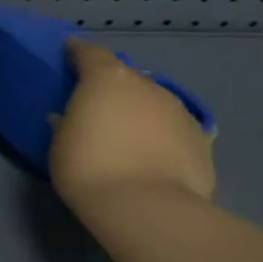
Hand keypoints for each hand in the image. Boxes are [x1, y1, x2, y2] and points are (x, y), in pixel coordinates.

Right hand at [49, 40, 214, 217]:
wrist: (149, 209)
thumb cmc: (90, 168)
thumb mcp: (61, 141)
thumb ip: (70, 120)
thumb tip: (75, 116)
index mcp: (107, 78)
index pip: (89, 52)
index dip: (77, 52)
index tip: (68, 56)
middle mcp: (146, 85)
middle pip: (125, 77)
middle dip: (111, 87)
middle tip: (97, 107)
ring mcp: (178, 111)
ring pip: (152, 102)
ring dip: (138, 111)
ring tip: (126, 136)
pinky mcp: (201, 140)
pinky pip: (171, 129)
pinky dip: (160, 136)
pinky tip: (151, 157)